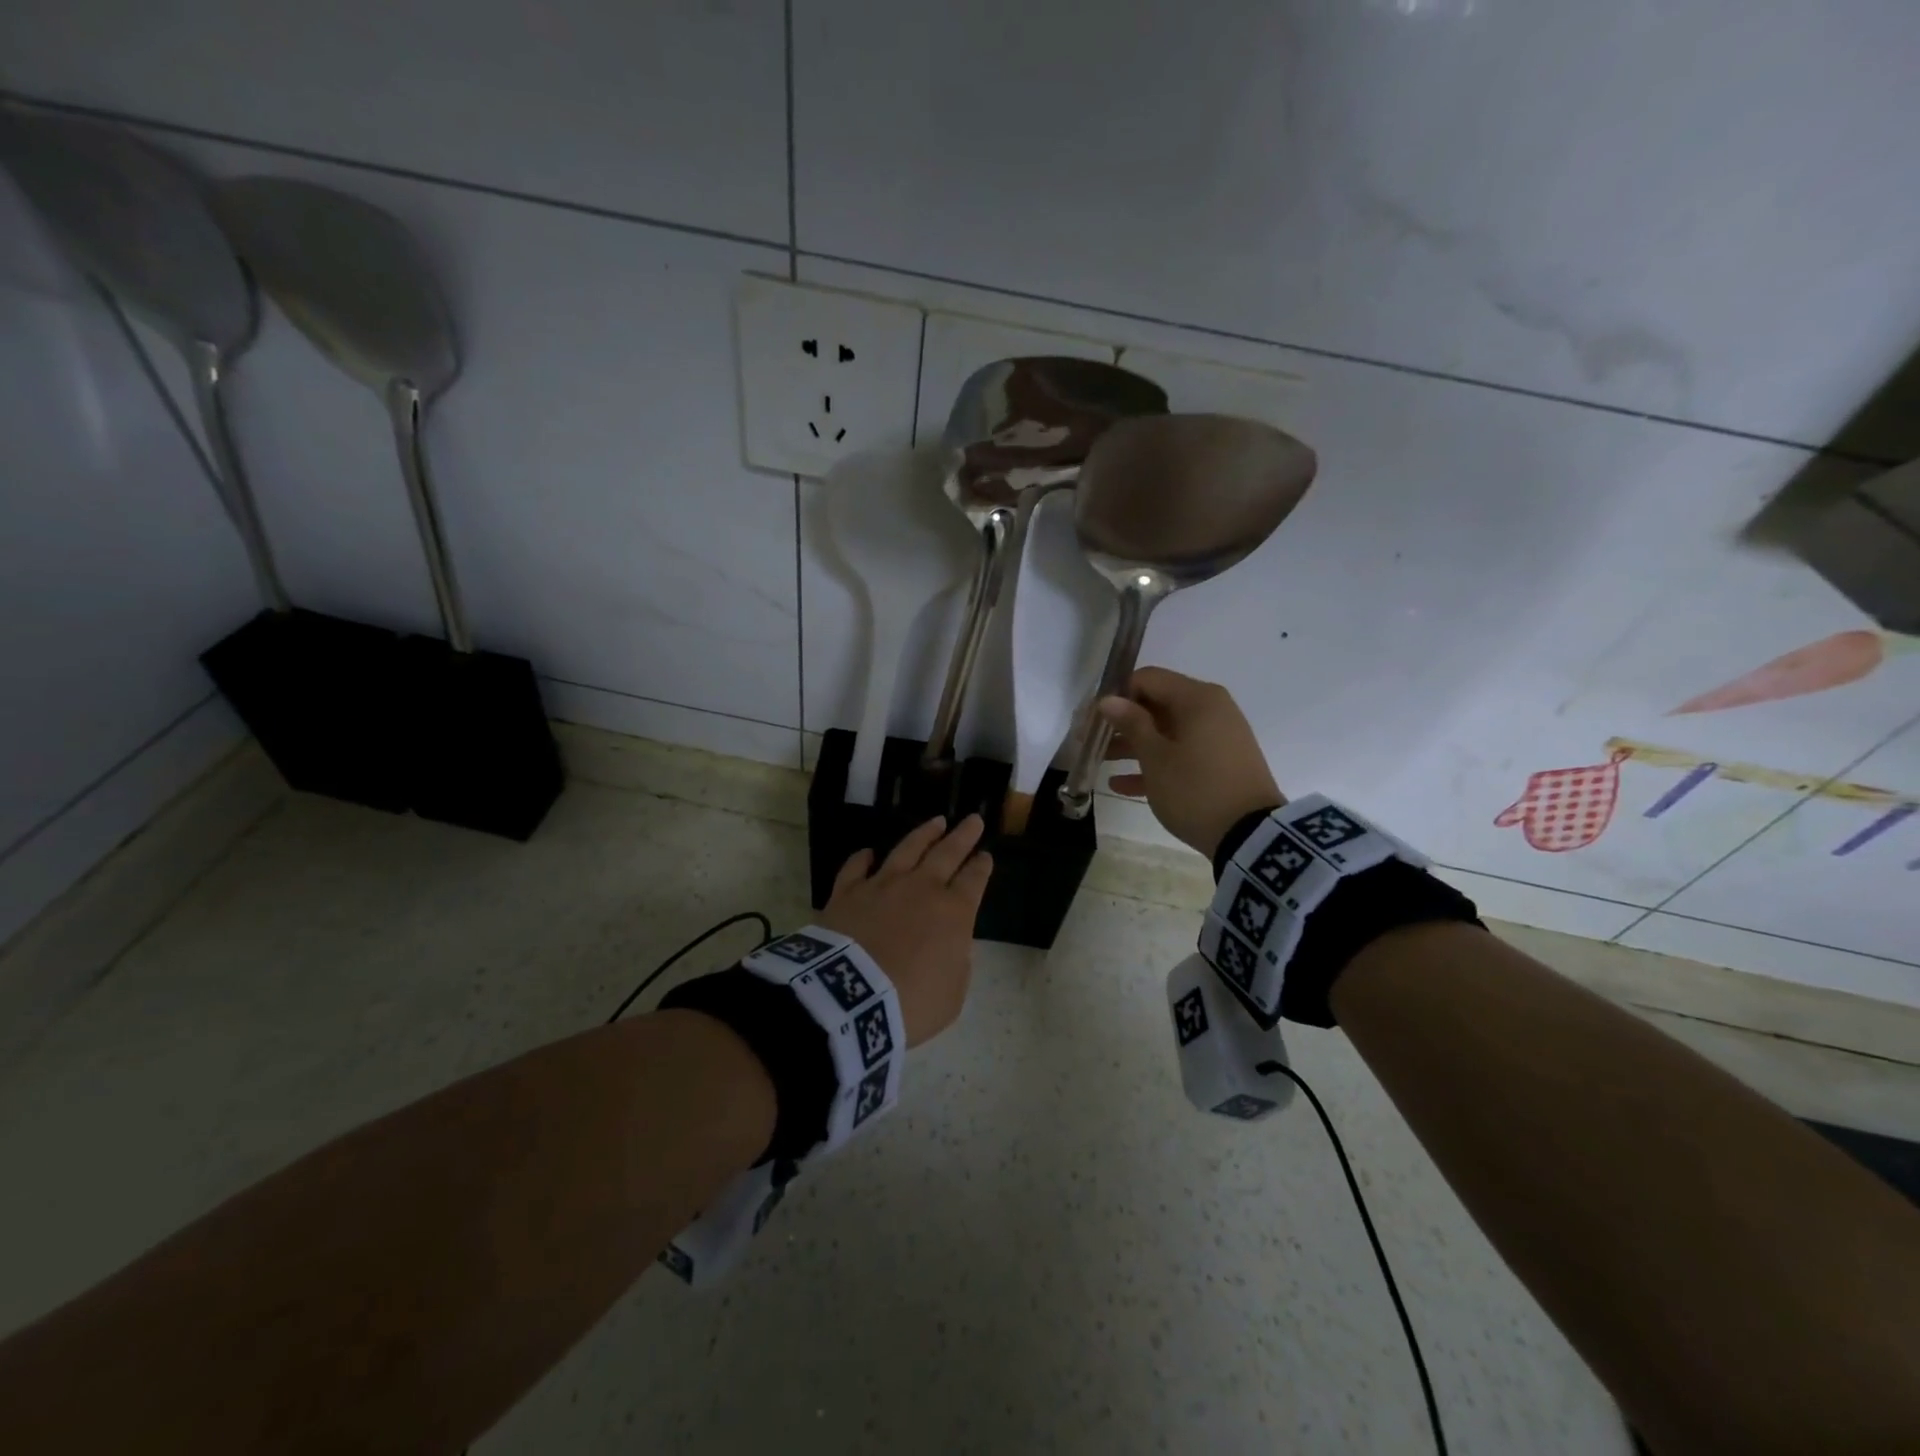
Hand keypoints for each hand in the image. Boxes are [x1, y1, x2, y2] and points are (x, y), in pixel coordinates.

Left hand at [816, 815, 993, 1045]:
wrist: (852, 998)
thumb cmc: (912, 1002)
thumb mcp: (952, 993)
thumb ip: (956, 963)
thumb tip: (951, 943)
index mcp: (954, 912)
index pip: (974, 880)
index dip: (982, 866)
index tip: (986, 856)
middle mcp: (921, 888)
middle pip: (947, 853)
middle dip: (963, 836)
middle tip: (973, 819)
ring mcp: (882, 885)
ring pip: (907, 849)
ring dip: (924, 834)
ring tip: (936, 821)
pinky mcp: (847, 892)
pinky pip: (856, 867)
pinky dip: (863, 857)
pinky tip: (868, 852)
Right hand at [1099, 667, 1283, 858]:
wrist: (1250, 836)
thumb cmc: (1195, 789)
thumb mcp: (1156, 758)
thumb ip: (1131, 724)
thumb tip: (1109, 699)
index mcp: (1197, 698)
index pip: (1147, 679)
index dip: (1116, 695)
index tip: (1092, 719)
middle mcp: (1211, 710)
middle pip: (1156, 705)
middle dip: (1122, 723)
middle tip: (1090, 741)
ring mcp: (1218, 737)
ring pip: (1166, 732)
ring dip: (1133, 745)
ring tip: (1100, 762)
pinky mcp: (1220, 763)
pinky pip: (1181, 754)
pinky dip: (1155, 764)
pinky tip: (1121, 785)